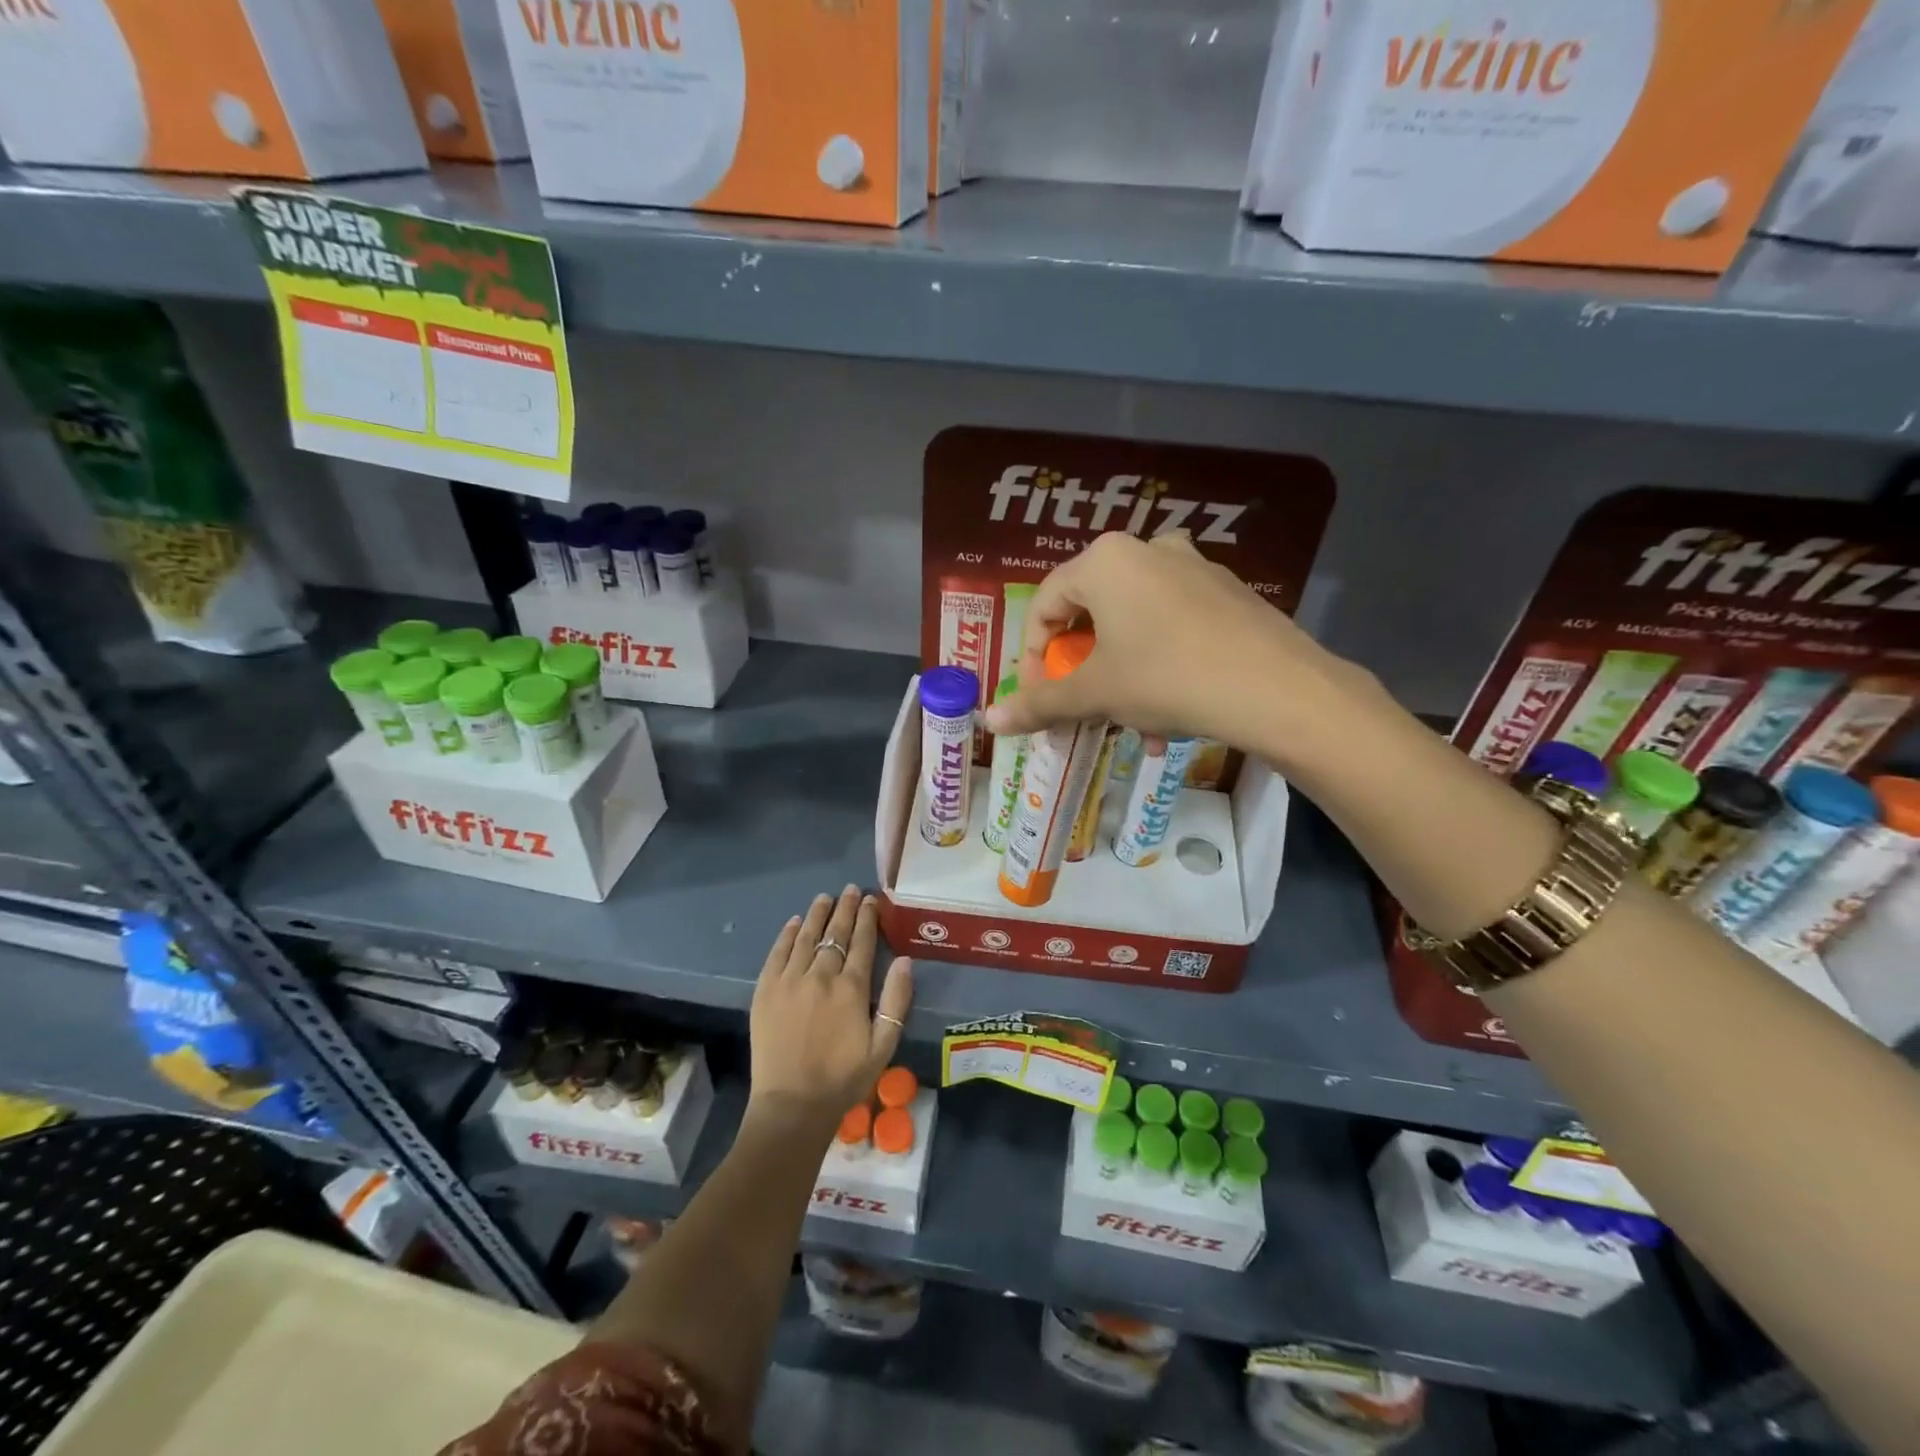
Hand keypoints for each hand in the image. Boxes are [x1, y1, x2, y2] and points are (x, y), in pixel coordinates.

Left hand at [748, 886, 912, 1134]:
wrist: (792, 1105)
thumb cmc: (844, 1078)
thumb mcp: (884, 1046)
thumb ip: (896, 1001)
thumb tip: (906, 961)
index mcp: (851, 988)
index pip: (862, 942)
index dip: (867, 918)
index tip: (871, 900)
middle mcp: (820, 976)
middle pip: (835, 934)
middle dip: (845, 909)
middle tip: (850, 890)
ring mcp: (789, 981)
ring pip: (806, 937)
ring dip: (817, 915)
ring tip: (825, 897)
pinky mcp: (766, 991)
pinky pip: (777, 953)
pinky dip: (787, 935)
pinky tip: (795, 923)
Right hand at [982, 531, 1369, 766]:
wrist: (1279, 690)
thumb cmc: (1168, 678)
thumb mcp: (1096, 693)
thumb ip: (1040, 703)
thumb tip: (988, 720)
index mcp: (1105, 561)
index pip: (1045, 606)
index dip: (1032, 658)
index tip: (1039, 700)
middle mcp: (1147, 550)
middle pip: (1090, 616)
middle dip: (1081, 673)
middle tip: (1081, 712)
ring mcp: (1193, 568)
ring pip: (1133, 627)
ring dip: (1121, 679)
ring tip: (1131, 727)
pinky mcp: (1227, 593)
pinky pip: (1172, 628)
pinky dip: (1159, 668)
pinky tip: (1171, 716)